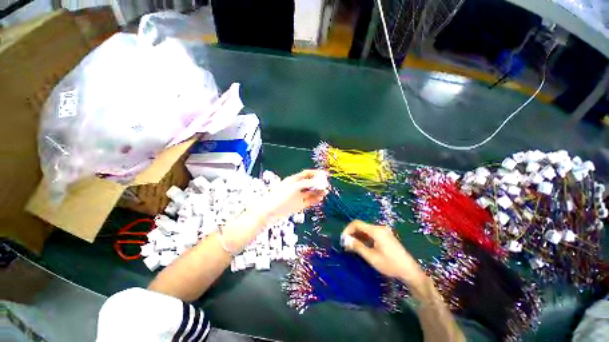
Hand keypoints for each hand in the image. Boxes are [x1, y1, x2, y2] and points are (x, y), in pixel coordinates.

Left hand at [260, 169, 328, 219]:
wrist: (269, 211)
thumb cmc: (279, 196)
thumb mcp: (293, 187)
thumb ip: (306, 184)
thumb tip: (318, 181)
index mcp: (293, 180)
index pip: (306, 174)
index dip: (316, 173)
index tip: (325, 174)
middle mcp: (297, 187)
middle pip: (310, 183)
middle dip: (318, 183)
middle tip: (327, 184)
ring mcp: (298, 196)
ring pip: (310, 192)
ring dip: (318, 191)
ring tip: (326, 191)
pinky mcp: (298, 205)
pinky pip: (309, 201)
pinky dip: (315, 199)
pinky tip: (320, 198)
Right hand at [341, 220, 425, 285]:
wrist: (410, 271)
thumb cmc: (390, 264)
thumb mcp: (372, 257)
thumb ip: (358, 247)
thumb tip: (346, 240)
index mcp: (376, 230)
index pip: (357, 223)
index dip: (348, 229)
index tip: (343, 239)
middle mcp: (379, 228)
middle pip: (361, 226)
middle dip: (352, 233)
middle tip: (346, 244)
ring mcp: (383, 231)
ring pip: (365, 230)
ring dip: (357, 236)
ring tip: (351, 246)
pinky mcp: (385, 236)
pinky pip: (371, 233)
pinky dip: (364, 238)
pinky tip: (361, 246)